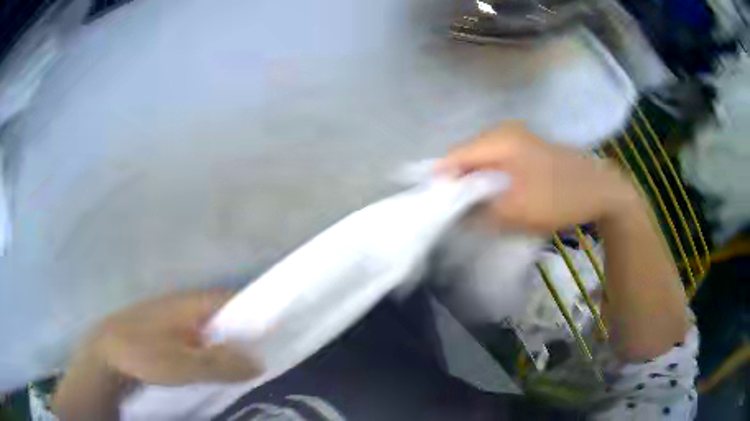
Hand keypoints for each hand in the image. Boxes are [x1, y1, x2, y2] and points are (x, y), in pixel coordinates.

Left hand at [86, 289, 260, 385]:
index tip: (277, 332)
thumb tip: (259, 362)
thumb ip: (222, 363)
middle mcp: (185, 303)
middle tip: (263, 354)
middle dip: (244, 331)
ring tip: (241, 363)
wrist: (106, 352)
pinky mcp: (164, 328)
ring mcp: (173, 315)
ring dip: (226, 341)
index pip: (234, 300)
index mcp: (192, 303)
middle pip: (224, 313)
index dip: (257, 313)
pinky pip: (195, 334)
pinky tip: (211, 363)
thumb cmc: (145, 353)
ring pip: (209, 325)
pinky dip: (209, 346)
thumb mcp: (185, 364)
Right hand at [438, 122, 637, 233]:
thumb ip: (479, 212)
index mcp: (499, 140)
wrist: (601, 191)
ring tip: (474, 208)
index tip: (437, 207)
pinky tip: (495, 197)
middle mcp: (504, 132)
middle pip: (468, 157)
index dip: (442, 181)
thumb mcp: (516, 211)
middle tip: (455, 212)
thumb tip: (455, 212)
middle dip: (459, 183)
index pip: (455, 156)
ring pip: (483, 161)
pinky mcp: (527, 149)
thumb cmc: (559, 198)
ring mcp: (518, 139)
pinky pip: (498, 163)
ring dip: (476, 184)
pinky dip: (491, 180)